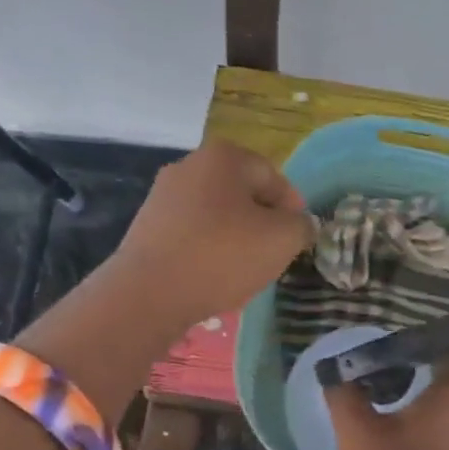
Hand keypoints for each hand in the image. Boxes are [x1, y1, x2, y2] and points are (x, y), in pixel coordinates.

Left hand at [107, 139, 310, 331]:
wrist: (148, 293)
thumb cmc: (222, 256)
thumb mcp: (281, 239)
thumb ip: (301, 226)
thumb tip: (301, 224)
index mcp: (223, 156)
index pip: (272, 176)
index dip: (292, 208)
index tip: (297, 238)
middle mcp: (189, 165)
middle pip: (241, 193)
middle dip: (262, 222)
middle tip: (273, 254)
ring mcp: (162, 195)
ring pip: (215, 214)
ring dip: (234, 237)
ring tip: (243, 269)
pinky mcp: (146, 226)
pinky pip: (190, 233)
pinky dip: (207, 249)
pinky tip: (211, 275)